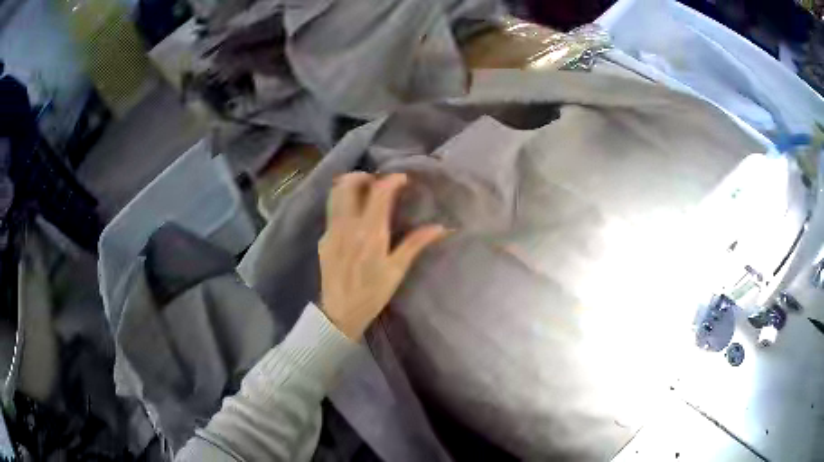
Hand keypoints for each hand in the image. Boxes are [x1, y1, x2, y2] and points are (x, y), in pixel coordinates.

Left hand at [319, 172, 447, 338]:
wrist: (340, 313)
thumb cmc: (373, 293)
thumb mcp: (397, 270)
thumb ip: (416, 244)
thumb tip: (440, 227)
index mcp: (370, 231)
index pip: (379, 191)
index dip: (392, 179)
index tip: (402, 179)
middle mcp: (347, 224)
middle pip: (349, 184)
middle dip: (364, 176)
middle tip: (378, 183)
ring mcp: (331, 230)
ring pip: (335, 194)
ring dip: (349, 186)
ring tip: (364, 193)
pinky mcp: (323, 239)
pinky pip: (331, 211)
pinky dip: (342, 203)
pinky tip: (353, 217)